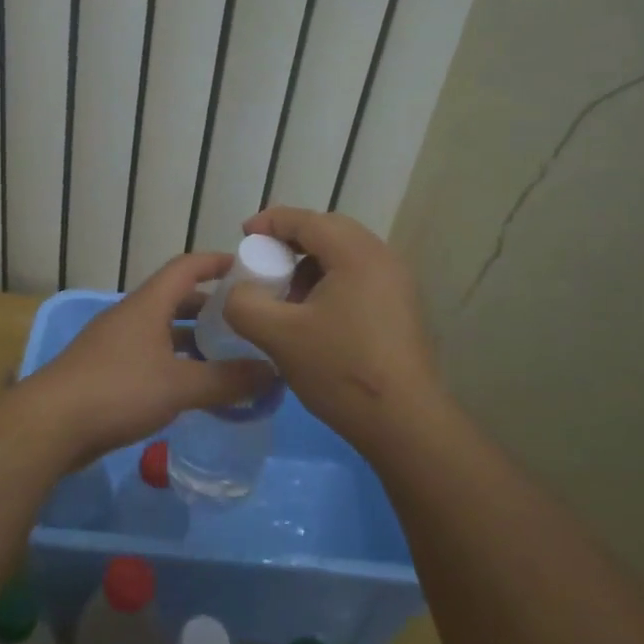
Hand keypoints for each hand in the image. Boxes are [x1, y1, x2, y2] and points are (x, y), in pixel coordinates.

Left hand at [31, 253, 273, 462]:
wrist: (50, 425)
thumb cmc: (118, 391)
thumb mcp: (179, 386)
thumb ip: (227, 379)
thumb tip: (272, 371)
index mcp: (147, 305)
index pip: (186, 267)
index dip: (216, 262)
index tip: (248, 267)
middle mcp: (130, 316)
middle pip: (175, 299)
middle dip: (210, 306)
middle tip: (245, 319)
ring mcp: (115, 343)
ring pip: (162, 331)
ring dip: (192, 338)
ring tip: (226, 355)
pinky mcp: (105, 371)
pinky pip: (149, 356)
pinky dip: (174, 362)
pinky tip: (191, 387)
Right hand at [224, 207, 443, 447]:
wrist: (404, 422)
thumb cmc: (341, 369)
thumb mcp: (278, 335)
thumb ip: (245, 304)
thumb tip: (239, 292)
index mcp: (356, 254)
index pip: (307, 220)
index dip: (270, 222)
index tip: (243, 235)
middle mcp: (382, 258)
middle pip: (329, 231)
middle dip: (290, 242)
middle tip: (263, 262)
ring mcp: (397, 284)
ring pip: (344, 256)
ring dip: (310, 265)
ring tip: (286, 296)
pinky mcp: (400, 308)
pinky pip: (358, 278)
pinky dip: (330, 283)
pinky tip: (313, 317)